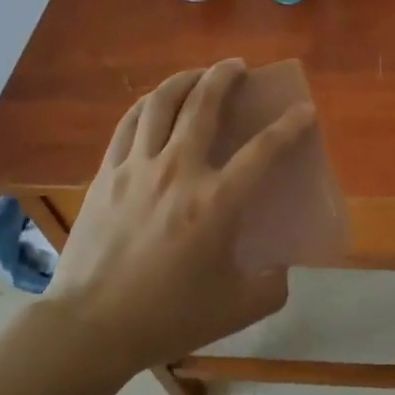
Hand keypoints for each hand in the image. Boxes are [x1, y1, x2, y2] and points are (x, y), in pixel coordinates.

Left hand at [41, 59, 315, 372]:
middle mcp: (178, 171)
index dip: (290, 125)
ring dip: (185, 79)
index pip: (264, 149)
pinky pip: (129, 123)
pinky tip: (156, 102)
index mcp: (216, 202)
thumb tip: (280, 266)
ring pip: (162, 103)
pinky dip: (148, 104)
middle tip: (238, 66)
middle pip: (204, 105)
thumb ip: (271, 285)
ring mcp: (137, 168)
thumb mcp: (237, 309)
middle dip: (226, 76)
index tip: (304, 109)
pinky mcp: (106, 174)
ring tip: (198, 74)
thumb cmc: (168, 316)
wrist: (90, 327)